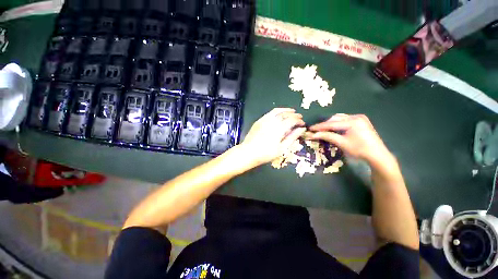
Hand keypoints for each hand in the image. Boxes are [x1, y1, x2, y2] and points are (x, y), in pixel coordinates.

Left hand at [239, 108, 305, 165]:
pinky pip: (269, 113)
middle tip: (299, 117)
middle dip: (294, 115)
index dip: (299, 121)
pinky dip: (277, 111)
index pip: (292, 120)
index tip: (303, 123)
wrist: (248, 152)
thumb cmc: (266, 153)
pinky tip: (279, 114)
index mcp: (279, 128)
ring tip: (291, 111)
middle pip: (285, 114)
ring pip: (277, 111)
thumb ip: (292, 137)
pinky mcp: (259, 120)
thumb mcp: (281, 148)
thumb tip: (301, 129)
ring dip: (286, 110)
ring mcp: (264, 120)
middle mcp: (272, 121)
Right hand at [308, 114, 392, 165]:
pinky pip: (345, 119)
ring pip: (340, 118)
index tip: (310, 128)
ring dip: (331, 123)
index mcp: (352, 121)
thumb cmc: (359, 150)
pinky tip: (334, 128)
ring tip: (323, 129)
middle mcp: (356, 116)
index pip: (331, 123)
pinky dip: (338, 123)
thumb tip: (312, 134)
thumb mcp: (341, 143)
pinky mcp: (361, 121)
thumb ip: (327, 136)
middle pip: (335, 118)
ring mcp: (360, 118)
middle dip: (325, 124)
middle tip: (316, 130)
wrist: (377, 155)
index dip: (319, 126)